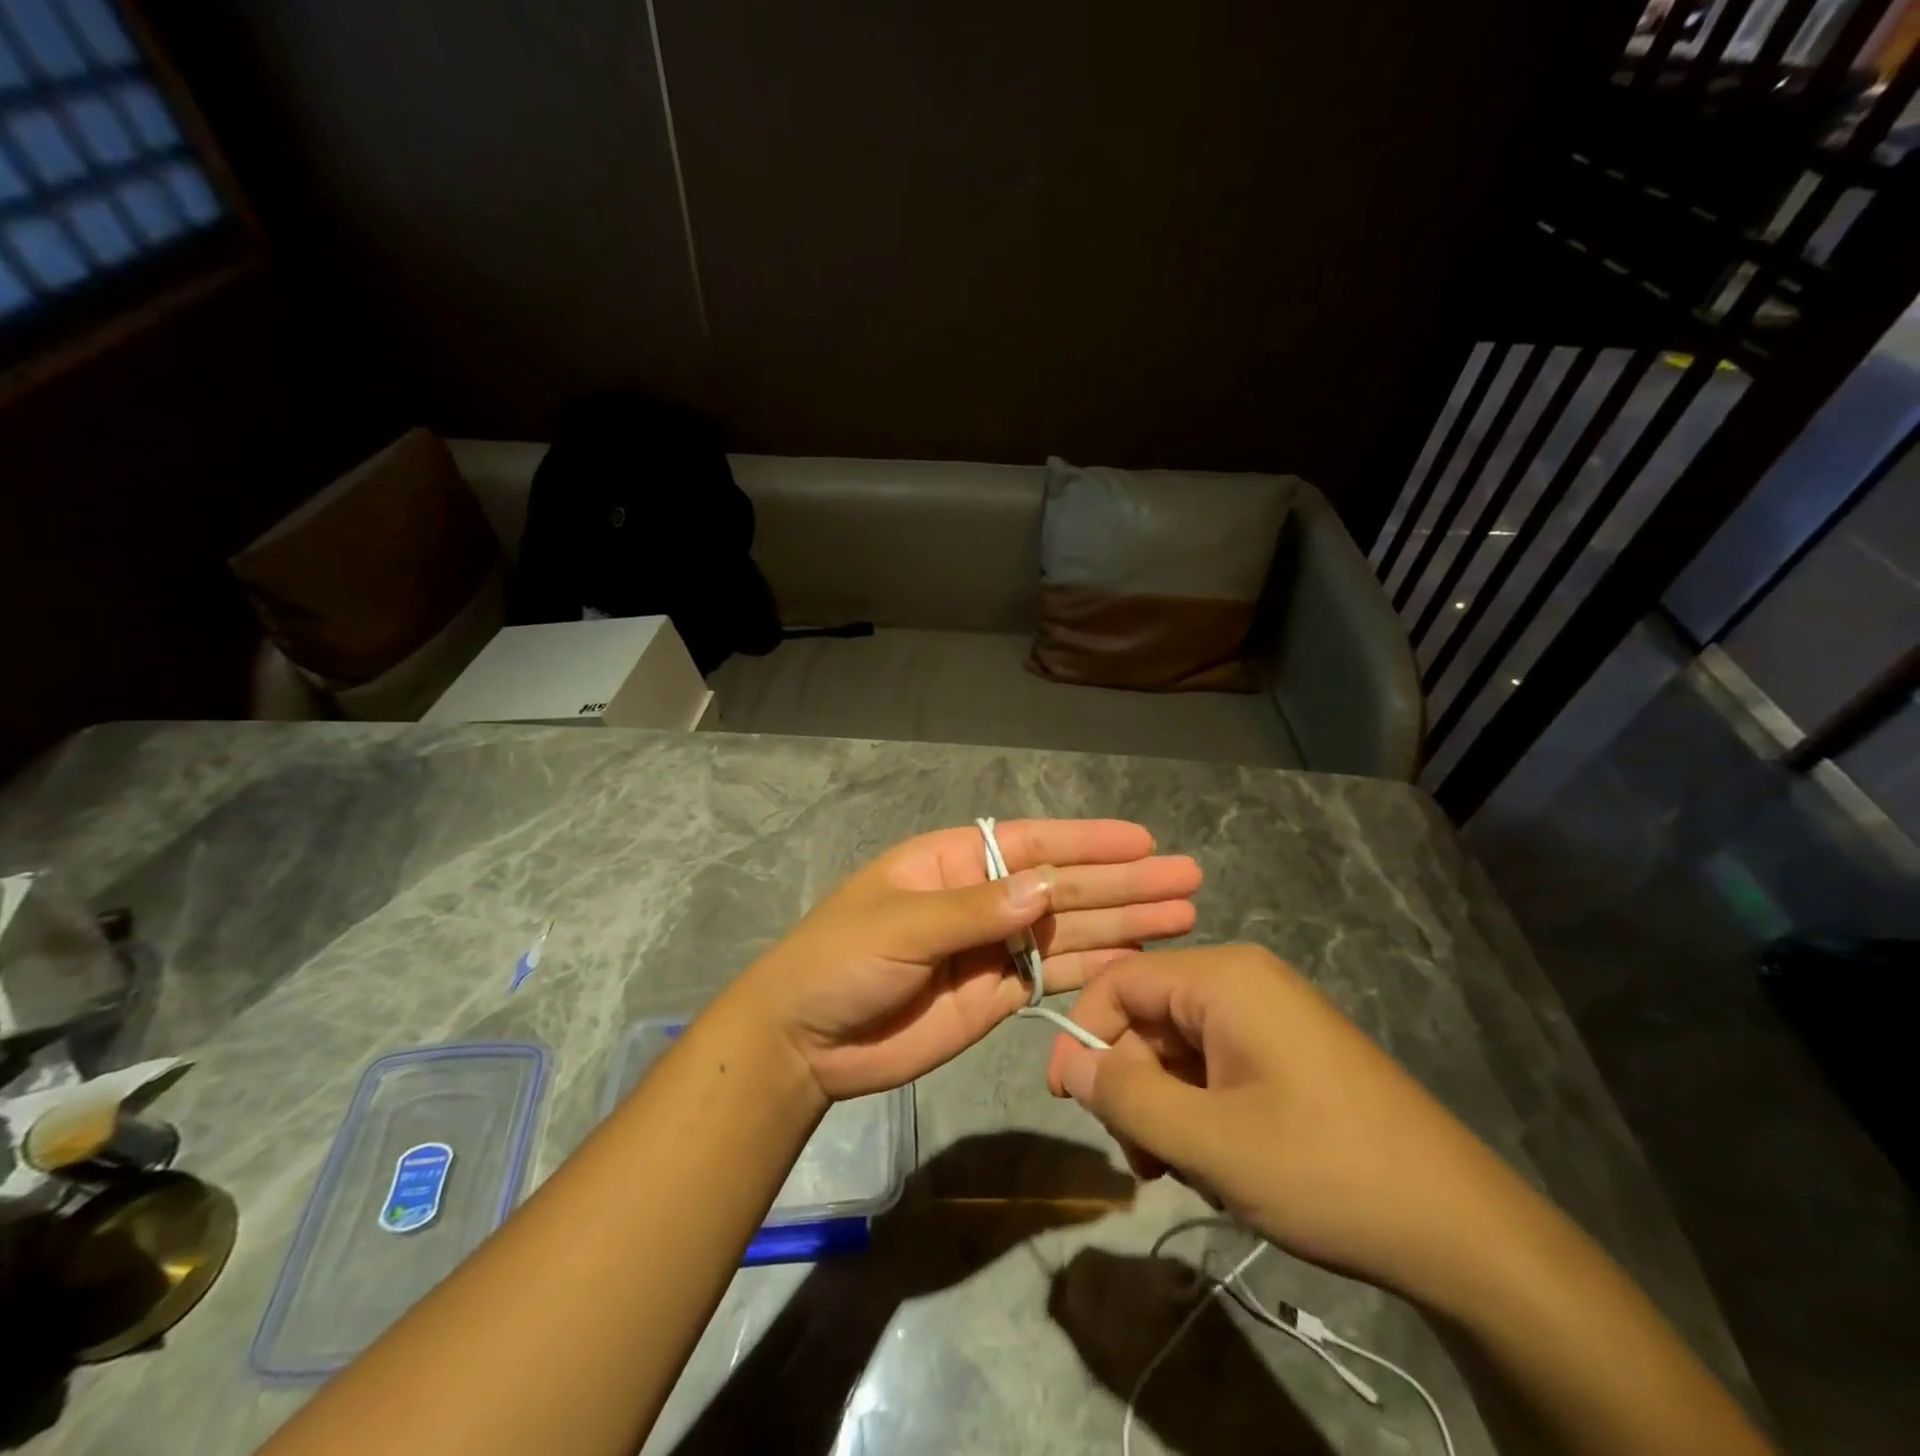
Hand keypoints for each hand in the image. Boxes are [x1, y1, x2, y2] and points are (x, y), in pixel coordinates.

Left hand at [727, 820, 1200, 1099]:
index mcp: (953, 862)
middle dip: (1124, 882)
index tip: (1143, 843)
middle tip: (1188, 878)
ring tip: (1183, 915)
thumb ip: (973, 911)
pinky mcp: (999, 995)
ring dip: (1124, 922)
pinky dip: (1097, 967)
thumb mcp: (899, 924)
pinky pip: (1055, 975)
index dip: (1089, 841)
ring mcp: (994, 948)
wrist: (805, 1042)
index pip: (1031, 843)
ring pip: (1070, 929)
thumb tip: (1045, 889)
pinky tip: (1139, 958)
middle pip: (1064, 885)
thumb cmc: (839, 961)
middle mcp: (983, 898)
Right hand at [1046, 945, 1535, 1304]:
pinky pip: (1219, 1065)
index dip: (1084, 1034)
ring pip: (1182, 1048)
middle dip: (1132, 1084)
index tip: (1065, 1099)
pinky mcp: (1292, 1052)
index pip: (1121, 982)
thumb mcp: (1209, 1143)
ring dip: (1165, 1106)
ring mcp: (1273, 1016)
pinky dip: (1201, 1110)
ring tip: (1183, 1172)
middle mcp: (1245, 982)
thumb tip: (1073, 1064)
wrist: (1464, 1230)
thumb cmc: (1325, 1171)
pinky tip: (1220, 1164)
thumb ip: (1126, 1098)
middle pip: (1151, 1016)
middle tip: (1138, 1161)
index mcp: (1224, 979)